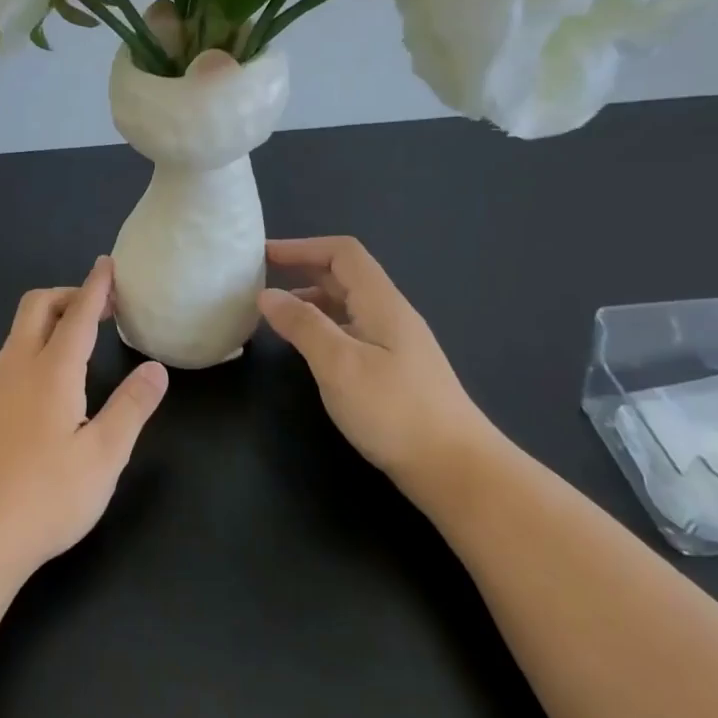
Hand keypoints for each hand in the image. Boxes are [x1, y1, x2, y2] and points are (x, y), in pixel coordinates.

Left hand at [0, 257, 168, 578]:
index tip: (107, 263)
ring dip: (50, 318)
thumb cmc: (47, 496)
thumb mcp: (104, 456)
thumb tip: (155, 368)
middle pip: (37, 307)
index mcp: (51, 372)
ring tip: (80, 337)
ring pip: (19, 331)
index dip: (95, 287)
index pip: (77, 314)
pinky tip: (52, 380)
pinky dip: (36, 343)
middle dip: (68, 294)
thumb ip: (131, 407)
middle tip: (101, 308)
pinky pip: (12, 355)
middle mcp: (18, 368)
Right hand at [258, 236, 494, 507]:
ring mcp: (395, 344)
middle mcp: (390, 315)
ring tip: (275, 315)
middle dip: (302, 270)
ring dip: (311, 301)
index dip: (302, 247)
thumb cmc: (395, 411)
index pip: (342, 253)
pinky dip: (323, 328)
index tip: (263, 255)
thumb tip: (267, 295)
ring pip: (347, 306)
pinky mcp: (394, 370)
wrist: (456, 470)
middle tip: (260, 280)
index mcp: (381, 303)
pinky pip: (352, 331)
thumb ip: (303, 325)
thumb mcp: (339, 364)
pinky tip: (306, 350)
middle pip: (345, 275)